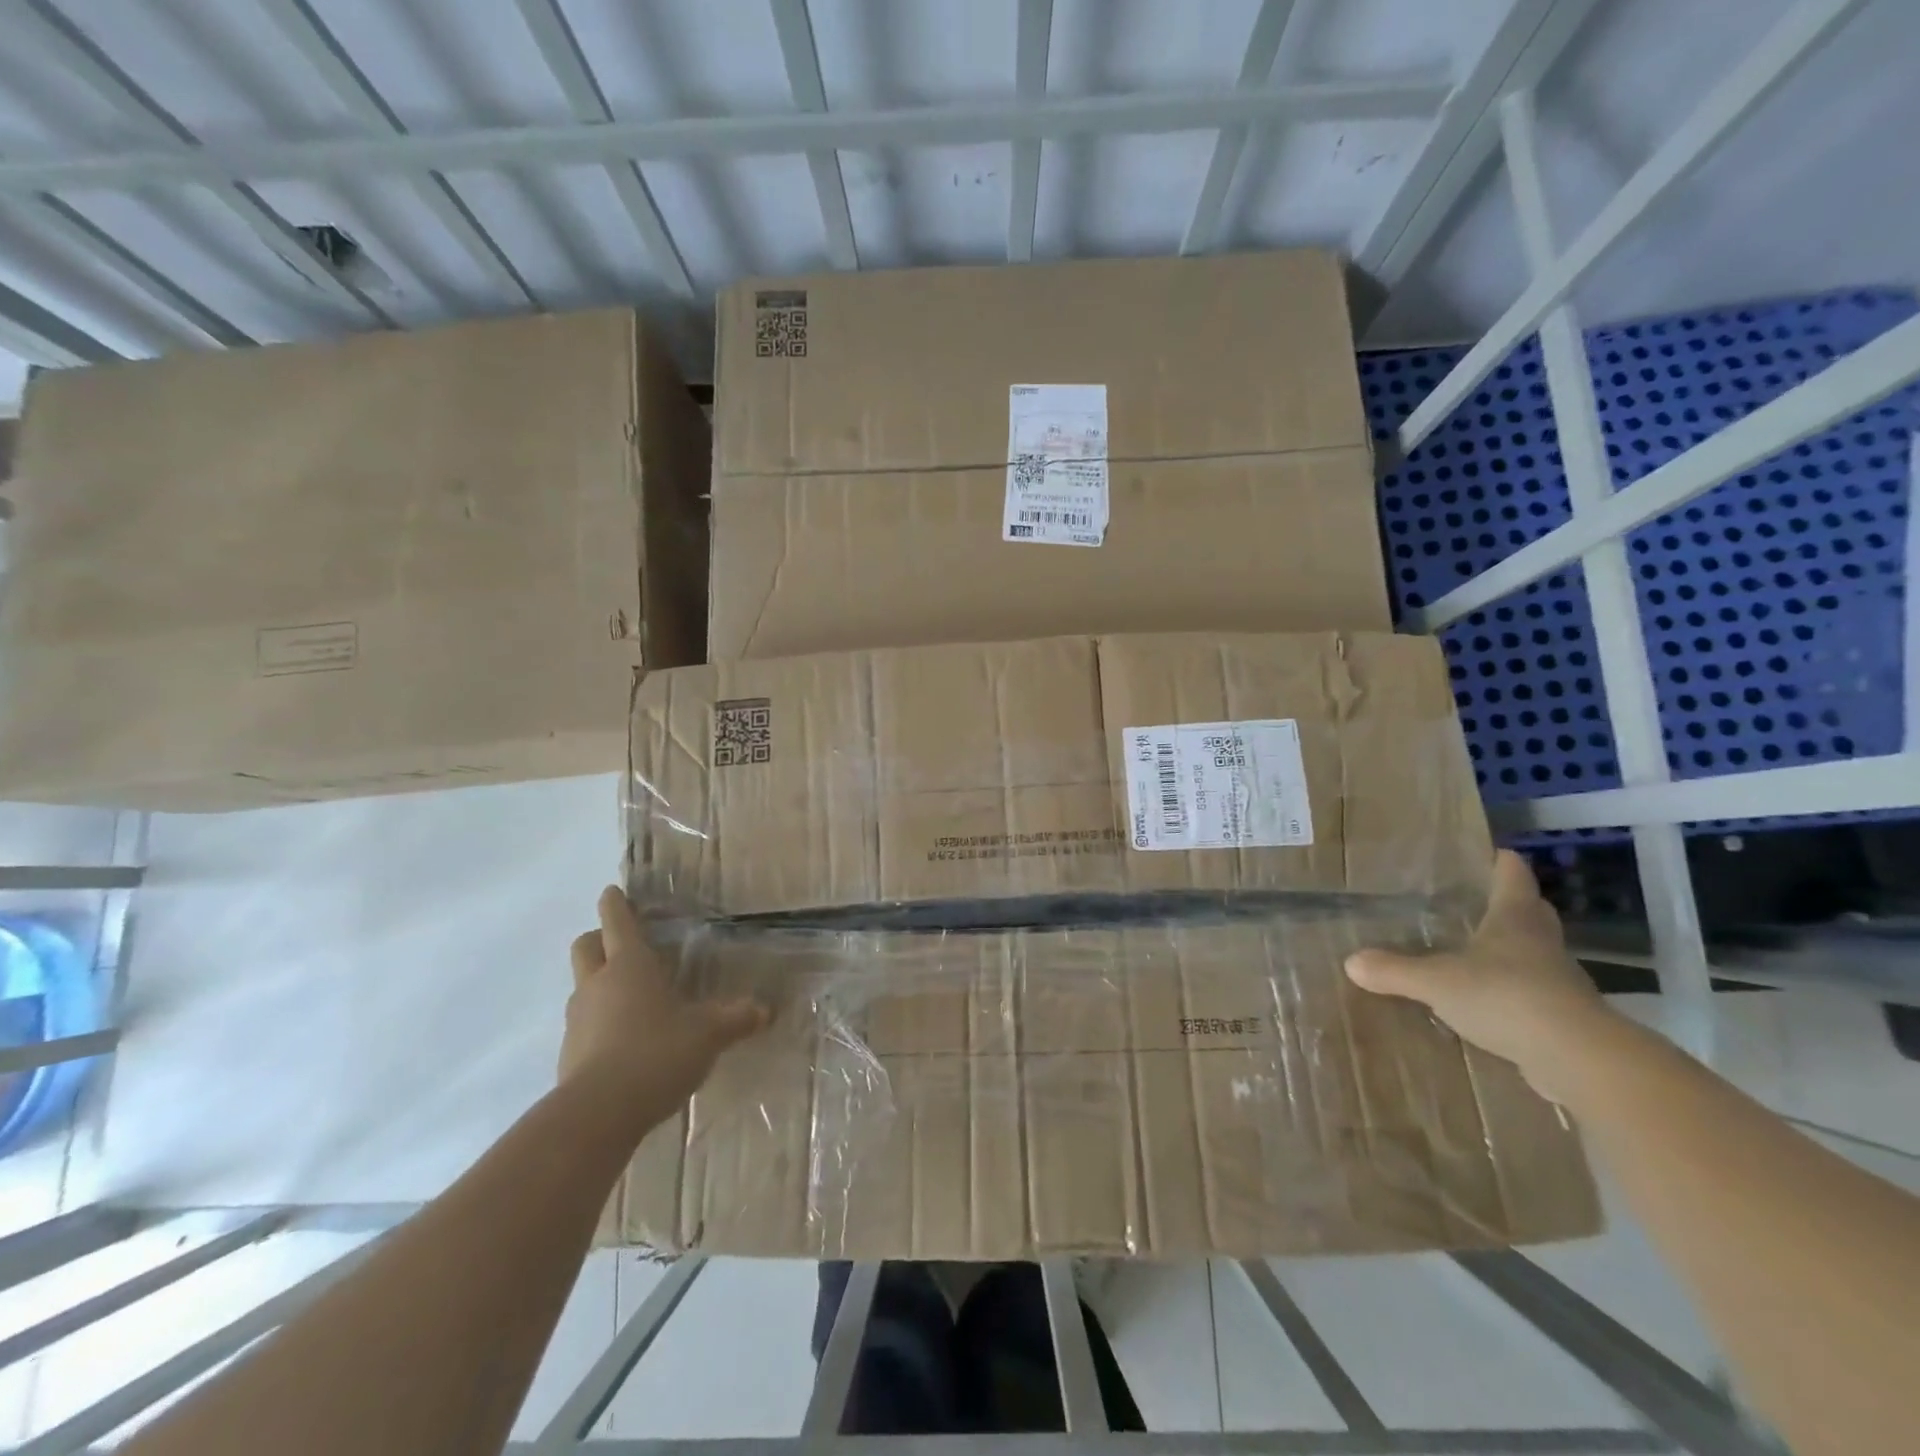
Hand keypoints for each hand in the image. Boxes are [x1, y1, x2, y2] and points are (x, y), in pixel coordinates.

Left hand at [561, 887, 767, 1113]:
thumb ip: (736, 1018)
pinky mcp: (568, 1054)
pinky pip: (583, 1025)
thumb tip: (766, 1010)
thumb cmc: (657, 1052)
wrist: (598, 1114)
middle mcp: (598, 984)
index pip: (618, 922)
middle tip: (619, 942)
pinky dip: (598, 1023)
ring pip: (582, 985)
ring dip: (598, 982)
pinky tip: (623, 1042)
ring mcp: (578, 1019)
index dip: (615, 904)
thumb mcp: (708, 1034)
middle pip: (585, 946)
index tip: (612, 891)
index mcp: (630, 965)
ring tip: (629, 996)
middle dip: (598, 938)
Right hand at [1344, 850, 1611, 1097]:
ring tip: (1476, 953)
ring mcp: (1560, 981)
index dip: (1501, 862)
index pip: (1512, 876)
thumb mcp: (1436, 982)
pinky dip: (1516, 992)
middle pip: (1532, 912)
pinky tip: (1490, 1003)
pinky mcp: (1566, 1018)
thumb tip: (1350, 962)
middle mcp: (1542, 942)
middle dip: (1512, 904)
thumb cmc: (1506, 996)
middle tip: (1479, 901)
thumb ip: (1394, 970)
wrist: (1579, 1059)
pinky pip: (1536, 994)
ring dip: (1514, 951)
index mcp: (1514, 919)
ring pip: (1536, 953)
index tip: (1490, 853)